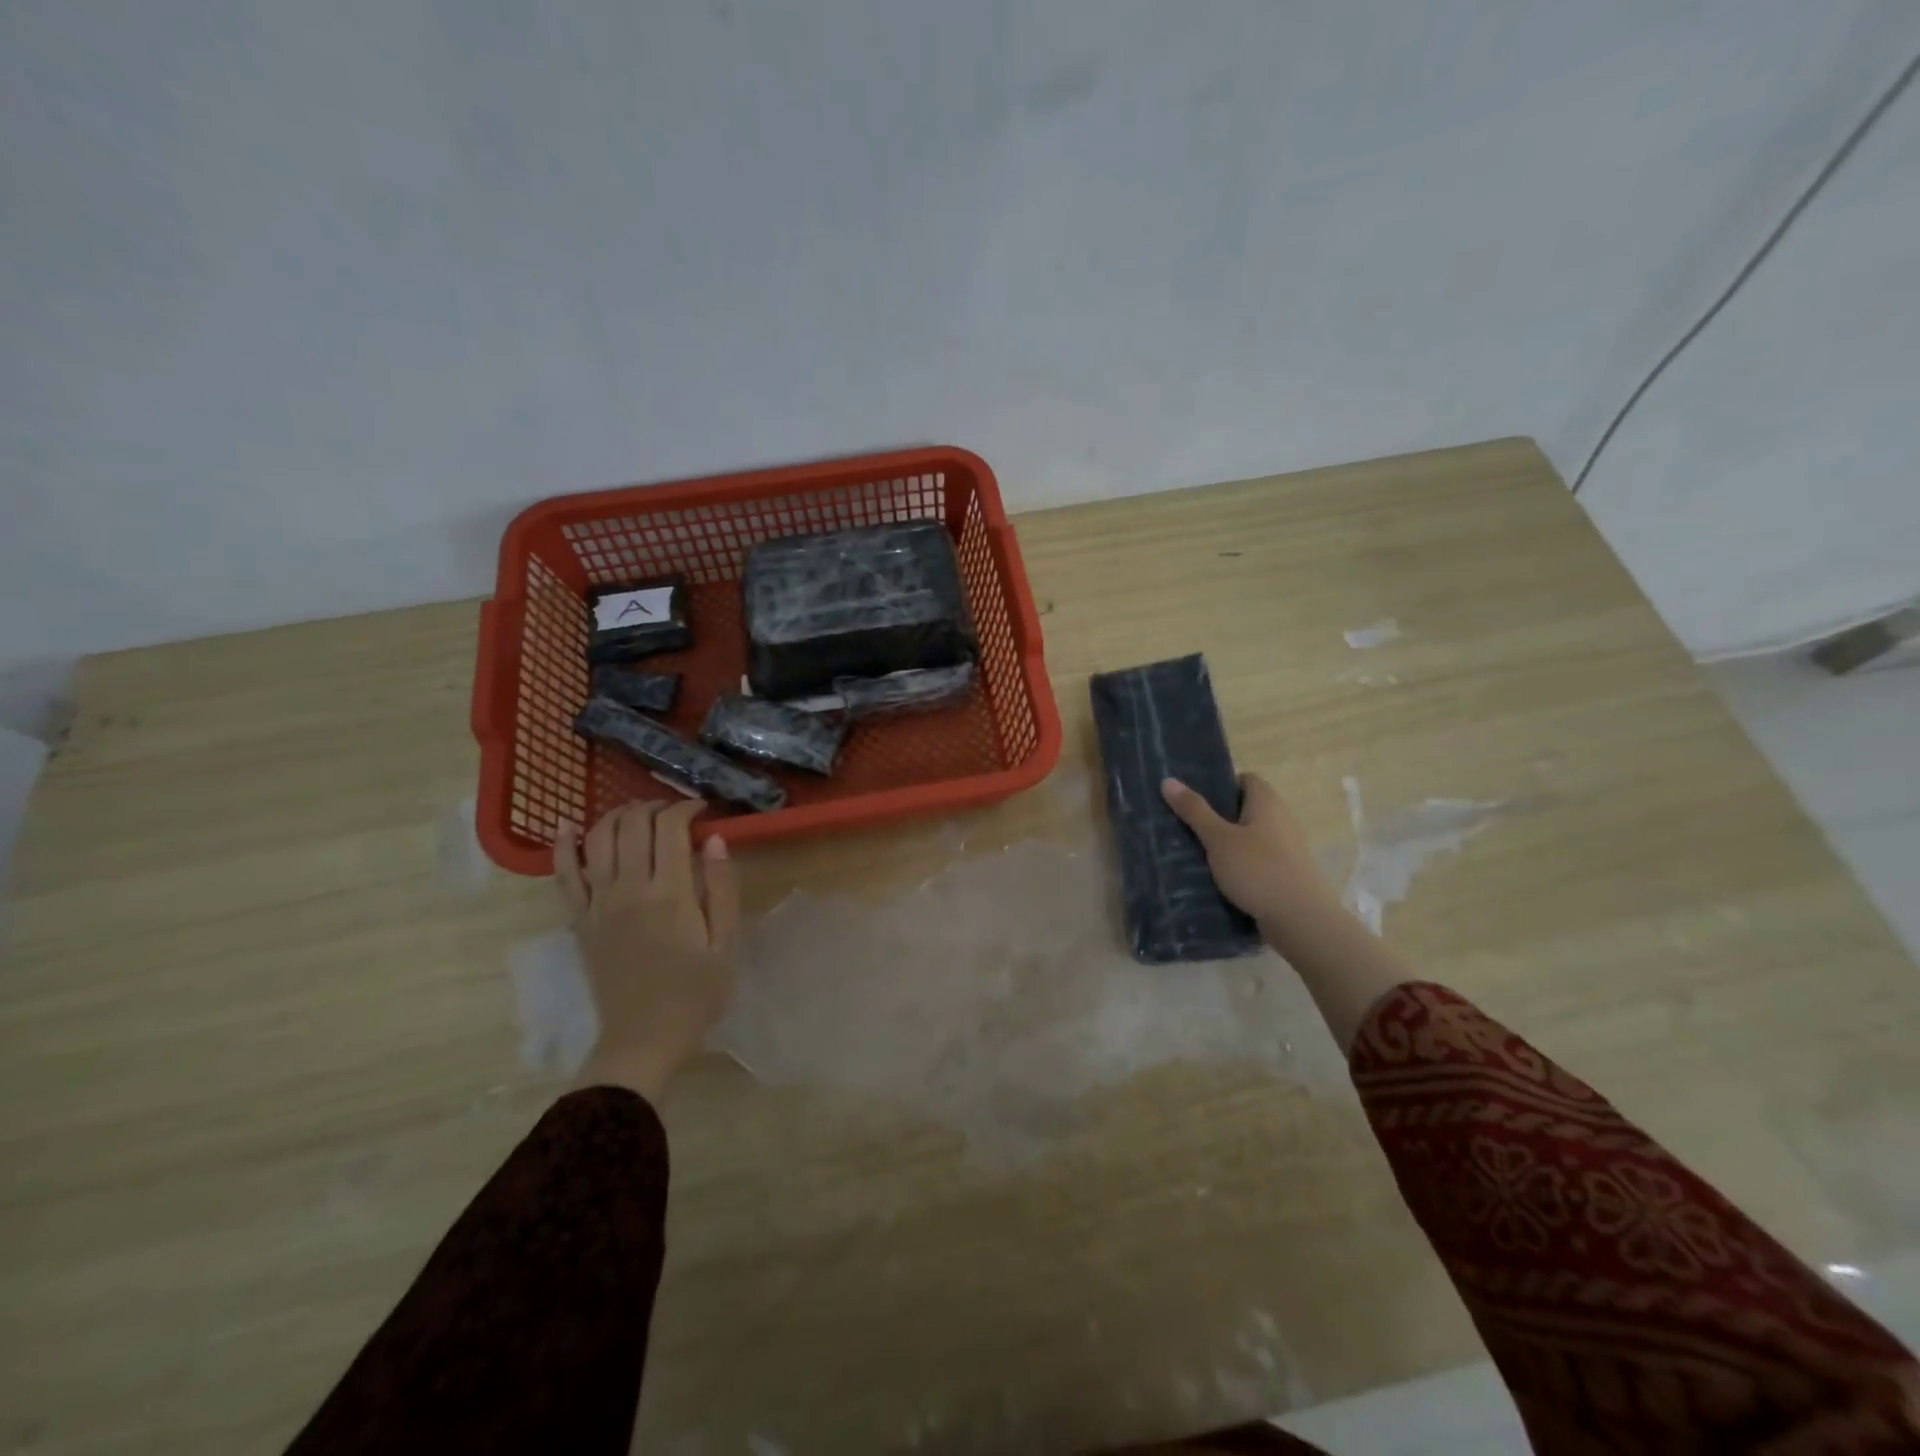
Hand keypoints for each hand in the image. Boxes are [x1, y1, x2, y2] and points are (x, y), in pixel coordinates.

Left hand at [555, 799, 739, 1103]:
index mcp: (670, 894)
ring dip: (617, 815)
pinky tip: (566, 826)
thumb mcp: (725, 944)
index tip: (702, 810)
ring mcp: (597, 904)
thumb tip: (714, 839)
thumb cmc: (695, 995)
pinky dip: (563, 846)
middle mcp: (628, 889)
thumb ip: (721, 889)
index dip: (686, 808)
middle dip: (655, 806)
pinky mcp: (579, 921)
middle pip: (633, 824)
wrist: (643, 1040)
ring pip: (598, 839)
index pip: (671, 828)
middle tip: (674, 812)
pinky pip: (563, 876)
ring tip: (637, 813)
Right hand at [1160, 773, 1339, 930]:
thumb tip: (1168, 780)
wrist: (1302, 920)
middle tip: (1187, 826)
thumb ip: (1194, 810)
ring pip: (1250, 836)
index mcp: (1268, 802)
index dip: (1221, 784)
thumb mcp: (1219, 839)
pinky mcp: (1287, 873)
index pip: (1245, 779)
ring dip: (1227, 843)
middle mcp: (1282, 819)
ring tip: (1196, 853)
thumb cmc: (1258, 870)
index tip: (1195, 799)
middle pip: (1246, 808)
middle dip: (1218, 816)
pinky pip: (1257, 860)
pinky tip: (1219, 878)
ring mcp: (1287, 848)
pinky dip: (1240, 864)